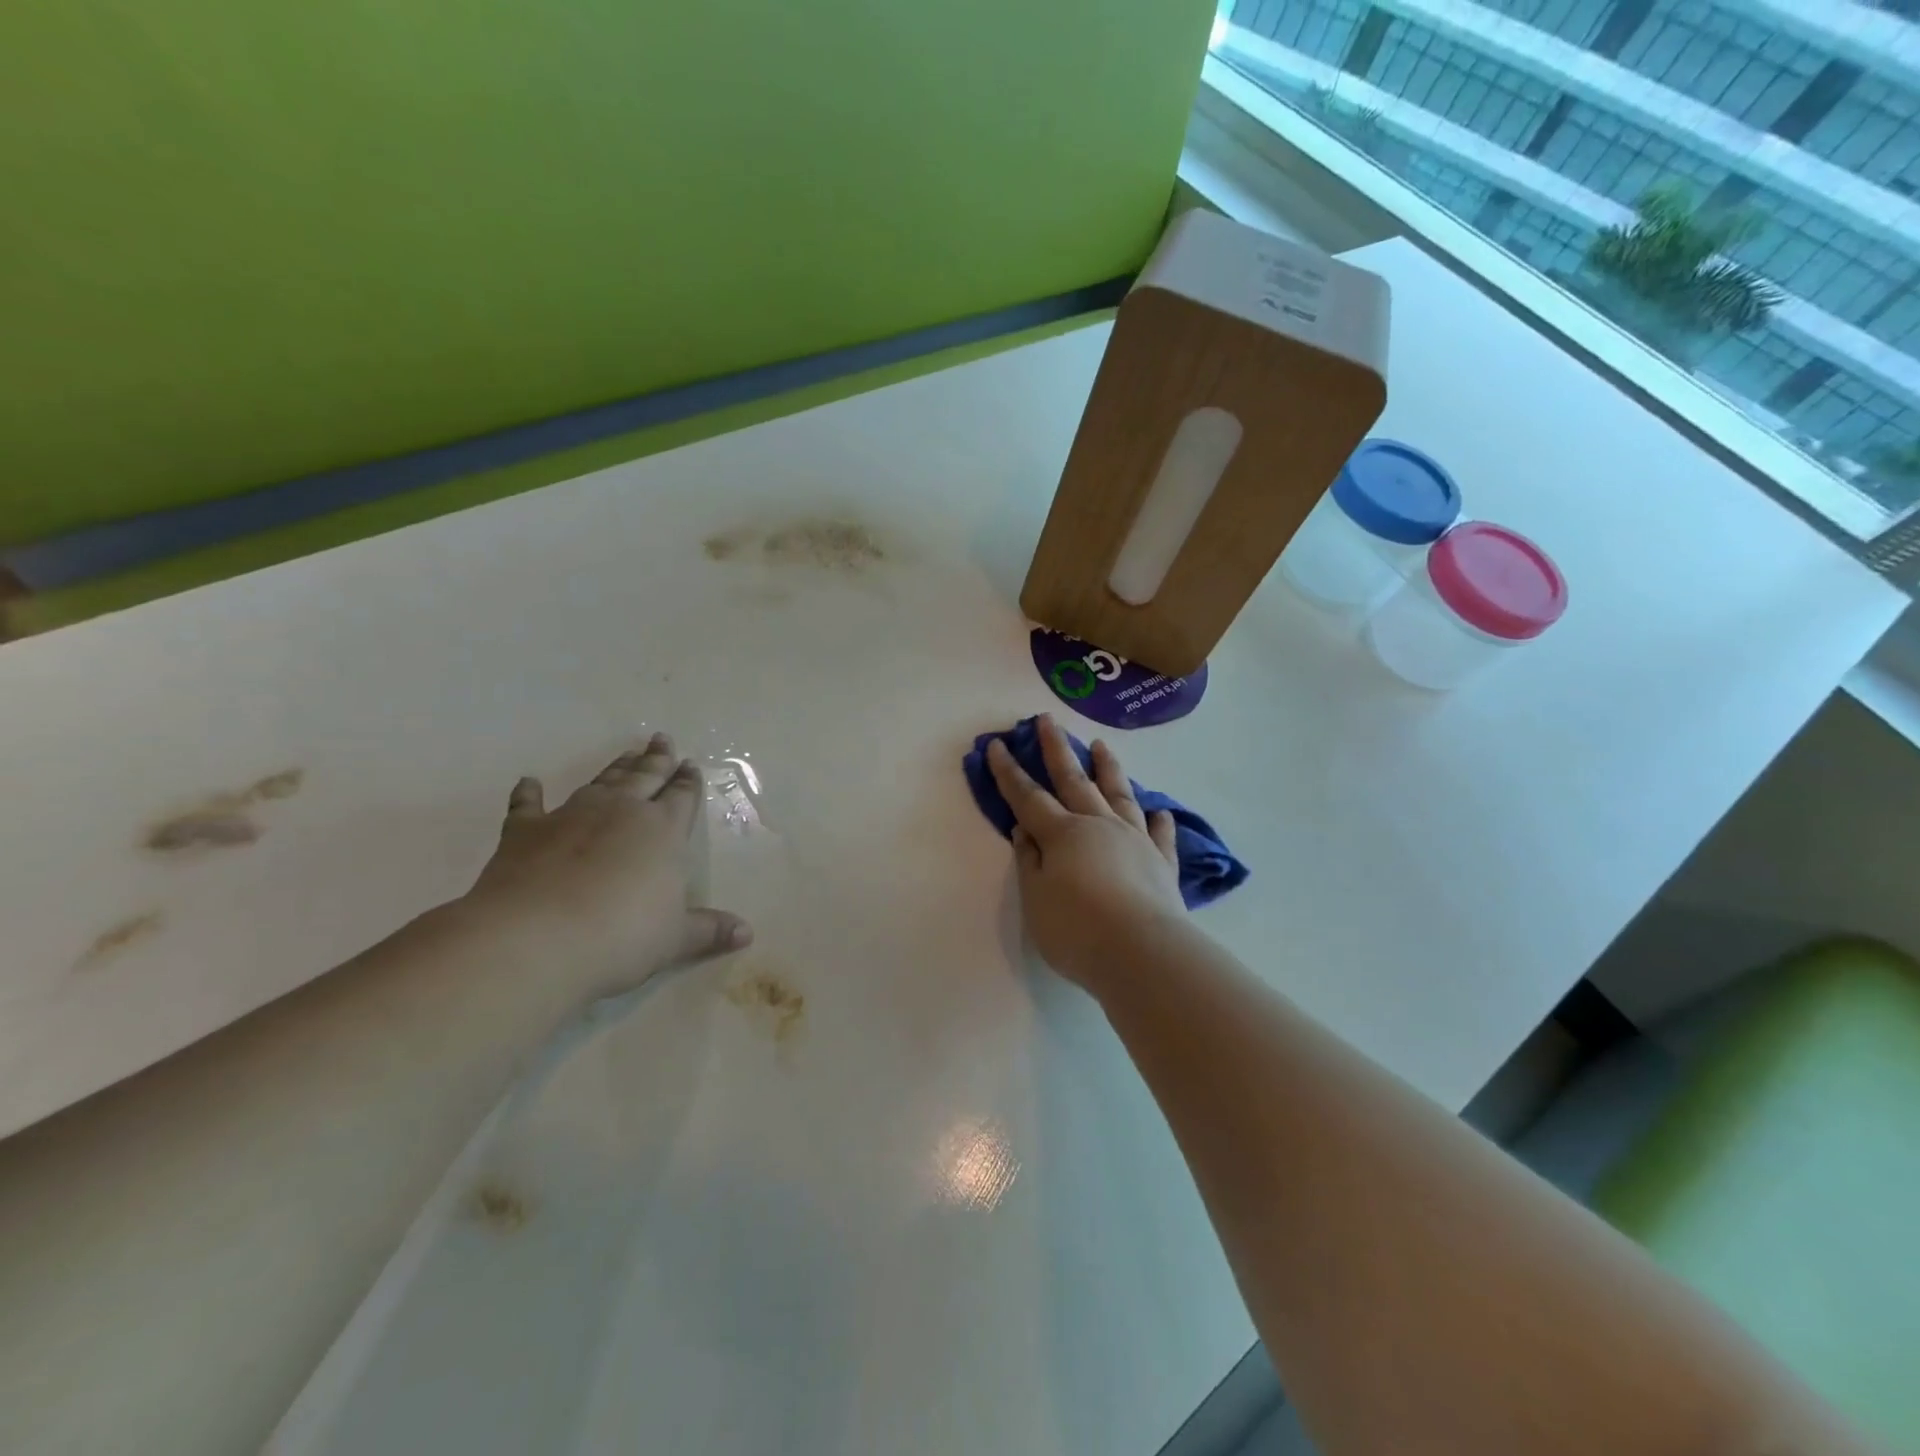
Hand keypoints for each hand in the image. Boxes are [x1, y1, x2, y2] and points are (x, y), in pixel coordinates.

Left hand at [464, 733, 750, 1002]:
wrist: (535, 938)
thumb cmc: (621, 936)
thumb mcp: (675, 939)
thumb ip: (709, 930)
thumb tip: (746, 934)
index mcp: (663, 830)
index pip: (682, 797)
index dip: (688, 782)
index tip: (690, 765)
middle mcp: (621, 812)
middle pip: (645, 777)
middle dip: (657, 759)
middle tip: (662, 739)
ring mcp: (571, 816)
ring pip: (601, 783)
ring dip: (615, 768)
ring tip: (627, 754)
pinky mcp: (524, 832)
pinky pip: (529, 805)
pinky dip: (529, 793)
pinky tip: (529, 782)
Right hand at [987, 714, 1184, 991]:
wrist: (1143, 954)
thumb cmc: (1077, 930)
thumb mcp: (1036, 899)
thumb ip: (1030, 862)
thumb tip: (1025, 829)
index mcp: (1063, 834)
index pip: (1028, 796)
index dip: (1009, 772)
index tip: (998, 744)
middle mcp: (1099, 826)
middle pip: (1074, 780)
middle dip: (1057, 749)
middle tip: (1047, 720)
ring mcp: (1134, 841)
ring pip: (1119, 795)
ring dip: (1108, 768)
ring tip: (1102, 745)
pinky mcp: (1162, 863)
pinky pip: (1160, 835)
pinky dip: (1159, 822)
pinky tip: (1161, 812)